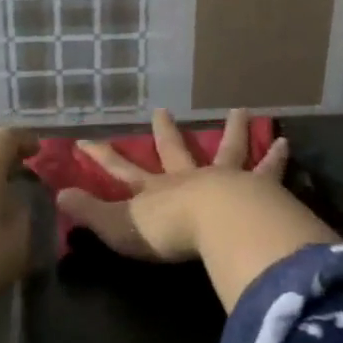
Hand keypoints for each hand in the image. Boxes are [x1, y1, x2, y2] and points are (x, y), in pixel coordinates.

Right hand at [55, 108, 289, 262]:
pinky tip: (285, 142)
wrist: (217, 225)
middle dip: (164, 132)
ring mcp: (222, 178)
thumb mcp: (118, 227)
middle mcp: (187, 178)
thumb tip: (58, 195)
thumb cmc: (166, 231)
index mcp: (155, 191)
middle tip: (161, 111)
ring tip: (240, 111)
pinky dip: (275, 157)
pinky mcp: (255, 187)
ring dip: (231, 131)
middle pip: (173, 150)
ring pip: (226, 150)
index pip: (121, 170)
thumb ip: (90, 213)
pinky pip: (266, 169)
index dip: (101, 157)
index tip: (83, 140)